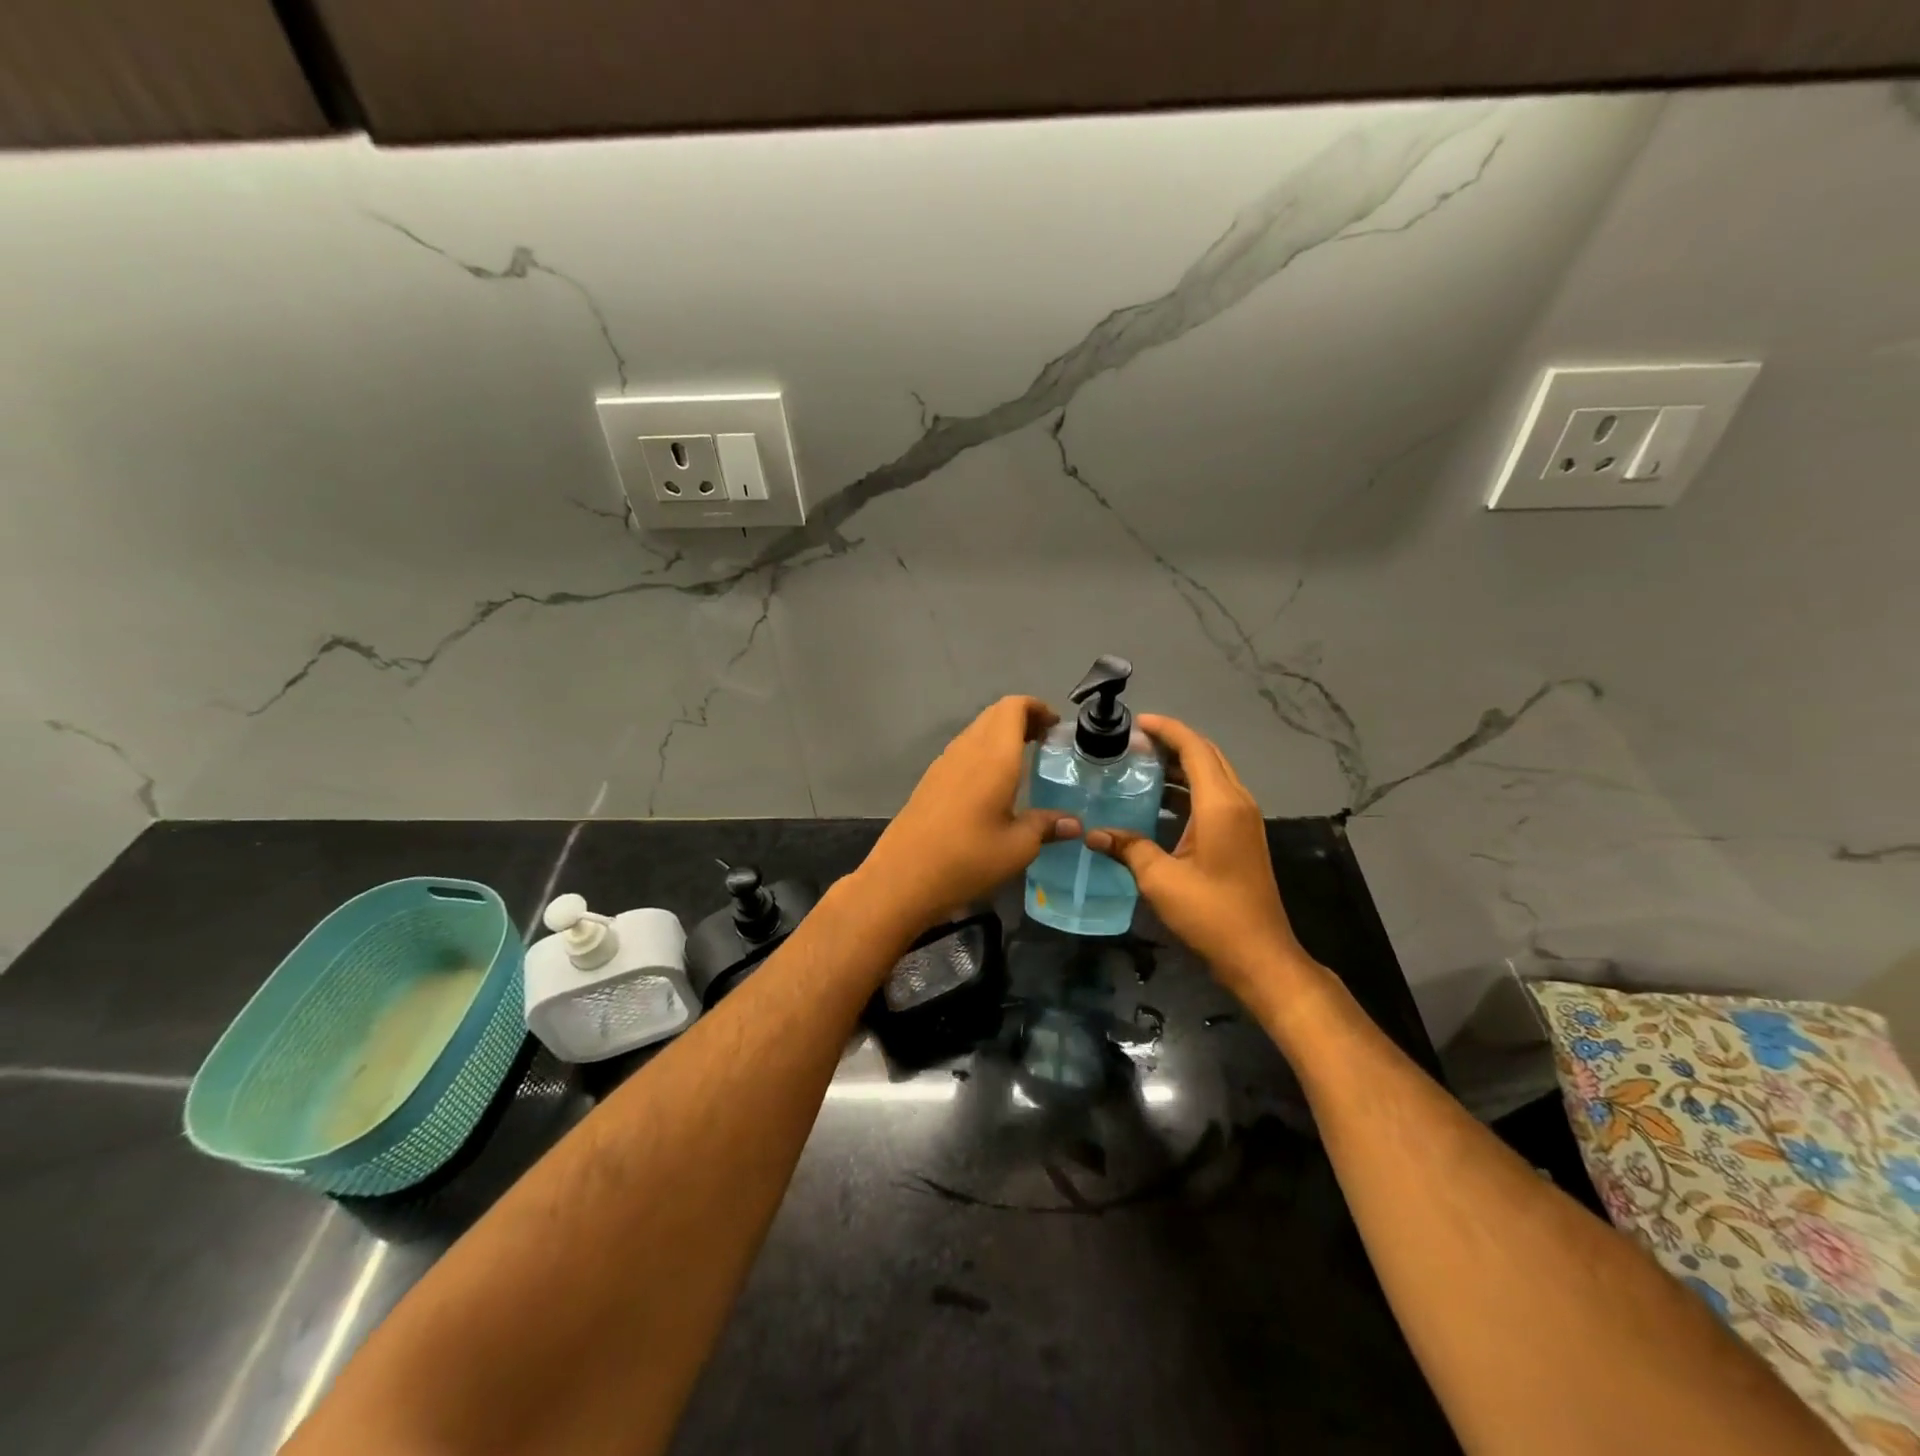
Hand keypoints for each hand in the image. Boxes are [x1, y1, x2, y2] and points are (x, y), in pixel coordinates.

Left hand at [857, 696, 1081, 935]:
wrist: (903, 877)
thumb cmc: (968, 858)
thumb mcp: (1017, 847)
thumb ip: (1046, 826)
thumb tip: (1074, 823)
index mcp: (994, 756)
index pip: (1014, 707)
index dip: (1037, 707)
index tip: (1056, 726)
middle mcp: (967, 749)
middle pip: (995, 715)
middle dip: (1022, 719)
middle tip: (1045, 742)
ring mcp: (944, 763)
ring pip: (976, 732)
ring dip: (1001, 736)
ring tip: (1023, 762)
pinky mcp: (930, 780)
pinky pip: (963, 751)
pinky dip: (983, 753)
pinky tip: (992, 786)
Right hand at [1085, 714, 1310, 1000]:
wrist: (1260, 955)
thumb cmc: (1211, 914)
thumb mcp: (1161, 880)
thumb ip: (1128, 849)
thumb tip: (1094, 834)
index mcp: (1220, 804)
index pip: (1194, 748)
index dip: (1166, 729)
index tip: (1136, 723)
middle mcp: (1237, 802)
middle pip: (1206, 755)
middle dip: (1172, 742)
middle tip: (1133, 743)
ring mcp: (1244, 820)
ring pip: (1212, 775)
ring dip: (1180, 765)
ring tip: (1141, 764)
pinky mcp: (1242, 836)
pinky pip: (1215, 796)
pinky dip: (1188, 788)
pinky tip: (1159, 801)